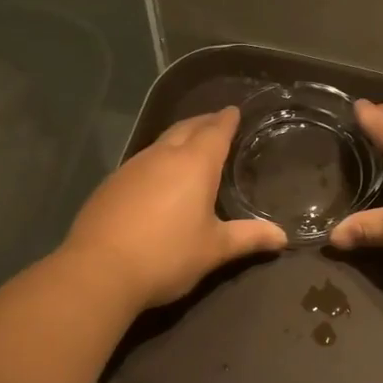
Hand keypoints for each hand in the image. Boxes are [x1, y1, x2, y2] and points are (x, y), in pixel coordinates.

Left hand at [64, 107, 287, 307]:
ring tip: (190, 148)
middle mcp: (162, 156)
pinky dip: (157, 161)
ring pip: (160, 143)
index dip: (227, 120)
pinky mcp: (111, 185)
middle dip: (203, 123)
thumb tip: (282, 236)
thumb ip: (248, 237)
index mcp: (194, 164)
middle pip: (186, 129)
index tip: (234, 111)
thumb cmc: (167, 256)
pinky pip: (141, 162)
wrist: (100, 270)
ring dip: (178, 140)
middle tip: (216, 123)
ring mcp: (131, 168)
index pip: (215, 131)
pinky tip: (157, 178)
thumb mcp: (214, 249)